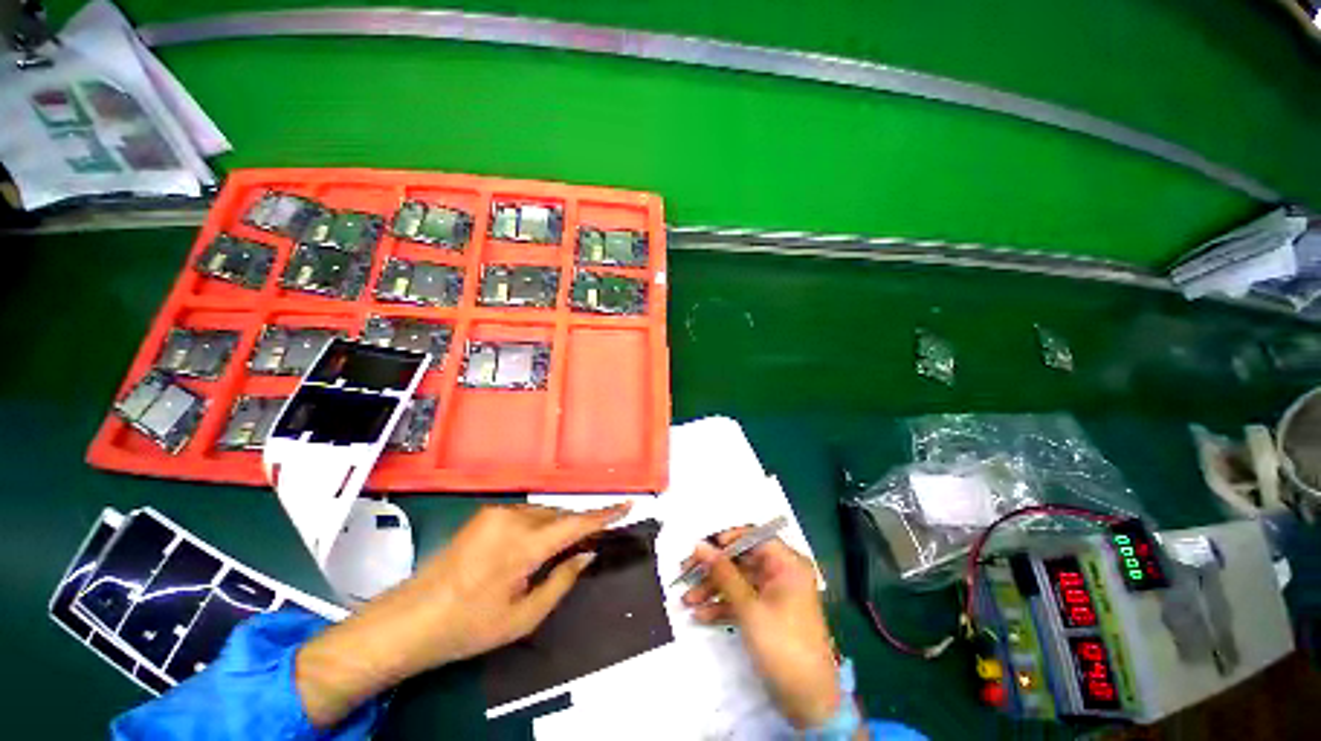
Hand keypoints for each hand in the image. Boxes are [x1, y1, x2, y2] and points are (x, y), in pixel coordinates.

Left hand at [296, 503, 629, 726]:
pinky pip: (526, 513)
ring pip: (543, 512)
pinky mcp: (485, 514)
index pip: (575, 523)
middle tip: (592, 543)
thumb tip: (588, 553)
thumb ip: (562, 580)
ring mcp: (496, 512)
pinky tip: (536, 546)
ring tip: (562, 550)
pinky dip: (539, 525)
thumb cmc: (469, 625)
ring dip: (558, 526)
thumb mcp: (523, 616)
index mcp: (523, 544)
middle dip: (578, 525)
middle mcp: (512, 518)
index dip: (604, 515)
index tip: (627, 505)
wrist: (412, 618)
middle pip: (560, 515)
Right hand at [682, 528, 840, 729]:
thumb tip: (700, 545)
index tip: (702, 548)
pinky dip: (723, 606)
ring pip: (738, 581)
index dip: (726, 540)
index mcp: (787, 564)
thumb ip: (723, 573)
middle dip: (713, 569)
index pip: (753, 537)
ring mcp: (774, 594)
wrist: (808, 703)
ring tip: (686, 600)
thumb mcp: (749, 608)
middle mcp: (781, 573)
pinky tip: (701, 615)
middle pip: (741, 560)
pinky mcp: (767, 613)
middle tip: (685, 574)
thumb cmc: (782, 645)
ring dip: (713, 590)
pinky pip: (742, 600)